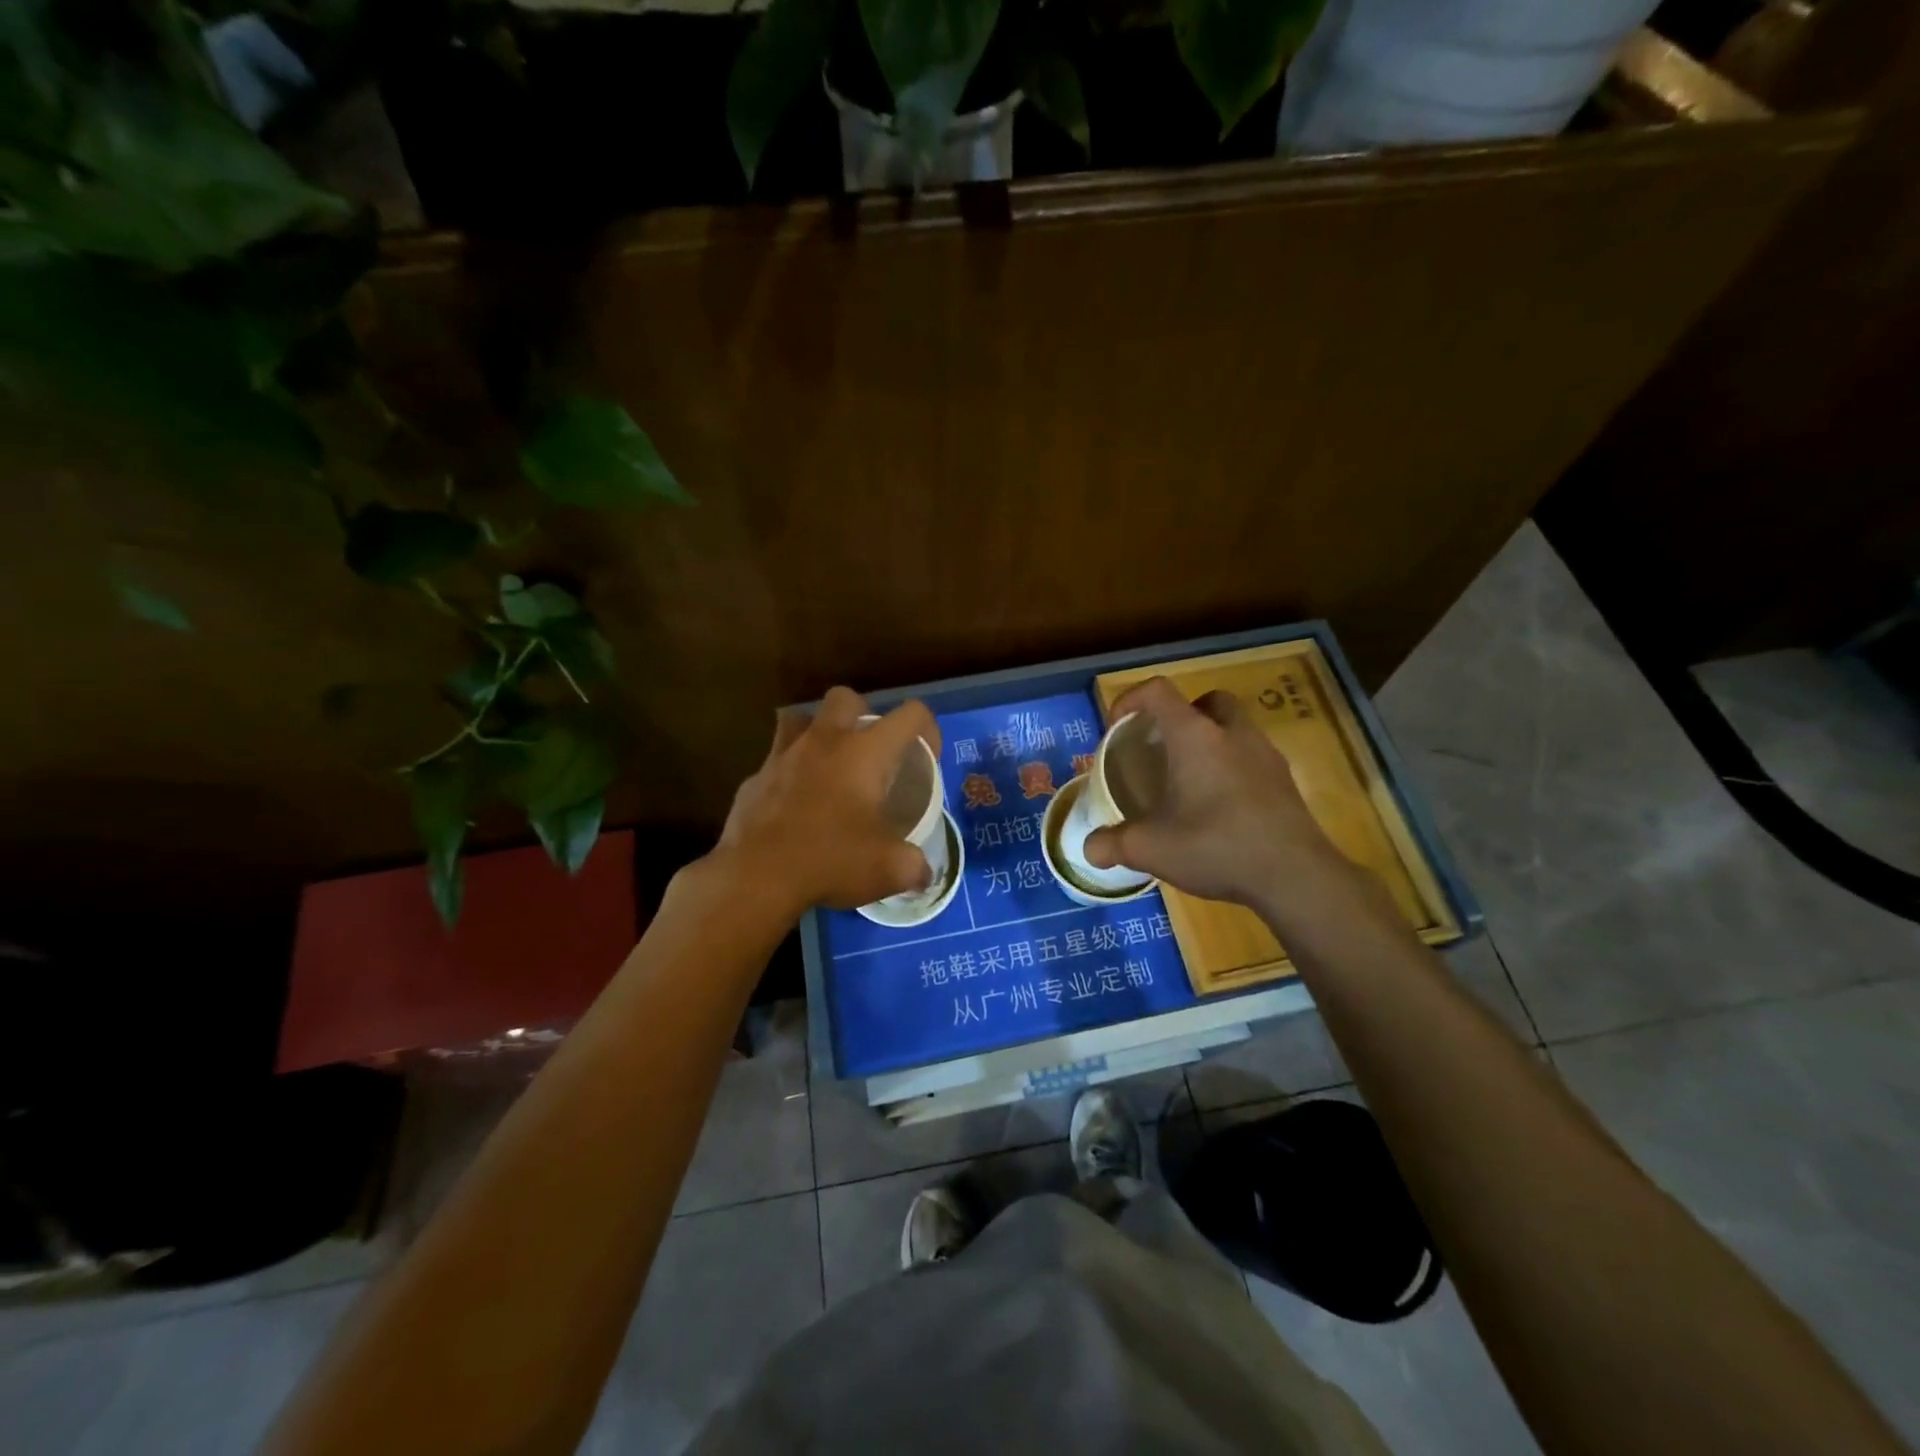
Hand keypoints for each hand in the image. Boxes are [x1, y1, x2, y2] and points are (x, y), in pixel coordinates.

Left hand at [713, 686, 941, 917]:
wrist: (756, 877)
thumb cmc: (831, 861)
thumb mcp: (890, 870)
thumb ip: (915, 866)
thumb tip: (924, 874)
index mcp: (865, 752)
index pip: (910, 714)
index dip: (927, 729)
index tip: (926, 757)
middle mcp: (824, 741)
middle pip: (846, 698)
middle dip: (863, 715)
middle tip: (871, 753)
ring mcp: (783, 756)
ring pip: (800, 719)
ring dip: (818, 733)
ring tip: (829, 766)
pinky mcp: (754, 778)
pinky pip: (775, 762)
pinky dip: (789, 775)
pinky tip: (795, 806)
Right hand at [1083, 677, 1351, 914]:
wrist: (1294, 875)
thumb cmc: (1216, 846)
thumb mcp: (1152, 849)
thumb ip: (1114, 844)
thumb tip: (1089, 849)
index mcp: (1195, 736)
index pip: (1158, 691)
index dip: (1131, 700)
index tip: (1117, 727)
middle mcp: (1232, 733)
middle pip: (1207, 701)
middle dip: (1182, 715)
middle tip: (1163, 748)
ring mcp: (1265, 755)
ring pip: (1235, 727)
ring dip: (1211, 740)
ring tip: (1191, 779)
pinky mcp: (1285, 781)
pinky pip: (1253, 757)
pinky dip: (1233, 767)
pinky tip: (1221, 806)